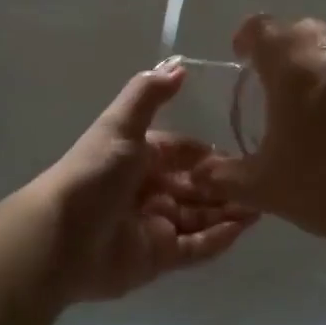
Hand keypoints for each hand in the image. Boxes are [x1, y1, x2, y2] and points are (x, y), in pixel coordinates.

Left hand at [37, 64, 254, 301]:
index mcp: (139, 158)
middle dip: (226, 185)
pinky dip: (219, 239)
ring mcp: (154, 226)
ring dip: (229, 211)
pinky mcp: (158, 258)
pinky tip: (244, 229)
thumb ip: (148, 94)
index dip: (209, 154)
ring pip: (200, 217)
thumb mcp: (120, 126)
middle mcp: (148, 191)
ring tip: (263, 205)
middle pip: (196, 187)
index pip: (183, 152)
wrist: (61, 238)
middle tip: (264, 183)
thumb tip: (179, 66)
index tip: (245, 153)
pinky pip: (196, 248)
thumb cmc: (94, 175)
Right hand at [200, 15, 325, 265]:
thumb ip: (223, 176)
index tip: (242, 57)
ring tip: (321, 120)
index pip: (264, 29)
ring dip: (324, 75)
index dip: (248, 38)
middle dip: (286, 49)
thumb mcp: (263, 189)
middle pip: (304, 32)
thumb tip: (198, 173)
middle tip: (277, 85)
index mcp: (295, 71)